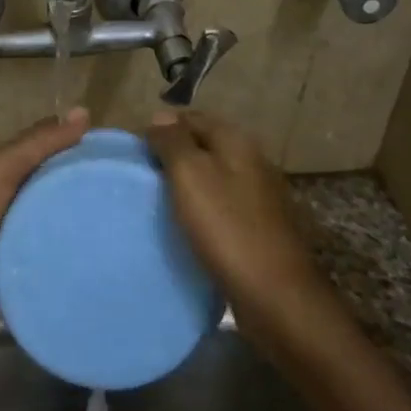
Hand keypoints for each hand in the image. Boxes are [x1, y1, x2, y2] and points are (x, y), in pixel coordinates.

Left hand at [0, 108, 90, 359]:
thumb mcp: (0, 168)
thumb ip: (39, 143)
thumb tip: (84, 112)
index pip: (15, 151)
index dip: (49, 147)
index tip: (89, 151)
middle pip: (24, 185)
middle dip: (55, 184)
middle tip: (101, 184)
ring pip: (28, 220)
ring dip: (54, 220)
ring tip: (100, 215)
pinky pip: (28, 254)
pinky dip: (48, 251)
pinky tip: (80, 247)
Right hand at [145, 109, 322, 326]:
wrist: (275, 295)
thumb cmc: (227, 228)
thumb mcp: (191, 175)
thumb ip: (173, 142)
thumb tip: (160, 115)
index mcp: (237, 142)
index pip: (191, 118)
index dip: (162, 129)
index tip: (134, 151)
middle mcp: (252, 161)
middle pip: (204, 146)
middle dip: (173, 156)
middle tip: (140, 177)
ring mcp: (260, 196)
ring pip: (213, 177)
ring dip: (187, 184)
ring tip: (157, 202)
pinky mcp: (259, 227)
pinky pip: (222, 206)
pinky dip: (202, 209)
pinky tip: (185, 226)